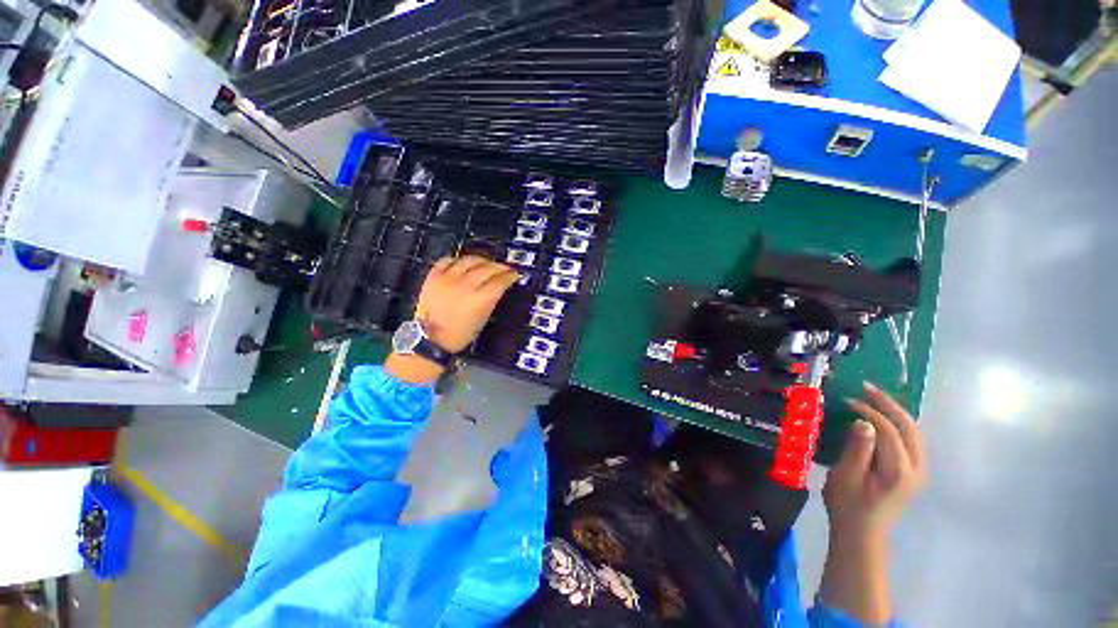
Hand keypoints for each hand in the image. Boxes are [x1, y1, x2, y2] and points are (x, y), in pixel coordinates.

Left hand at [386, 256, 517, 383]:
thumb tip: (499, 287)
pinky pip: (448, 260)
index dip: (511, 275)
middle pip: (488, 267)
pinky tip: (463, 264)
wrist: (430, 338)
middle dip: (500, 266)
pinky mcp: (433, 277)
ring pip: (469, 260)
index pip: (500, 280)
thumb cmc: (458, 334)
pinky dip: (458, 260)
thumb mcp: (483, 319)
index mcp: (479, 300)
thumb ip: (492, 299)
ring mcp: (447, 279)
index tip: (515, 274)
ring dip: (482, 260)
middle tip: (504, 268)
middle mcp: (464, 286)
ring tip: (486, 263)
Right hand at [823, 381, 927, 538]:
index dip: (870, 412)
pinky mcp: (914, 472)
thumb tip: (863, 422)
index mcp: (900, 471)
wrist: (862, 532)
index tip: (848, 401)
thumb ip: (858, 448)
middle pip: (910, 427)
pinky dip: (899, 423)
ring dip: (895, 411)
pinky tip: (884, 416)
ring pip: (914, 432)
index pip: (890, 431)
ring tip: (874, 396)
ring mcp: (920, 471)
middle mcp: (917, 468)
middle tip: (866, 388)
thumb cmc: (848, 504)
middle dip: (889, 404)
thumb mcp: (846, 476)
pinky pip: (912, 439)